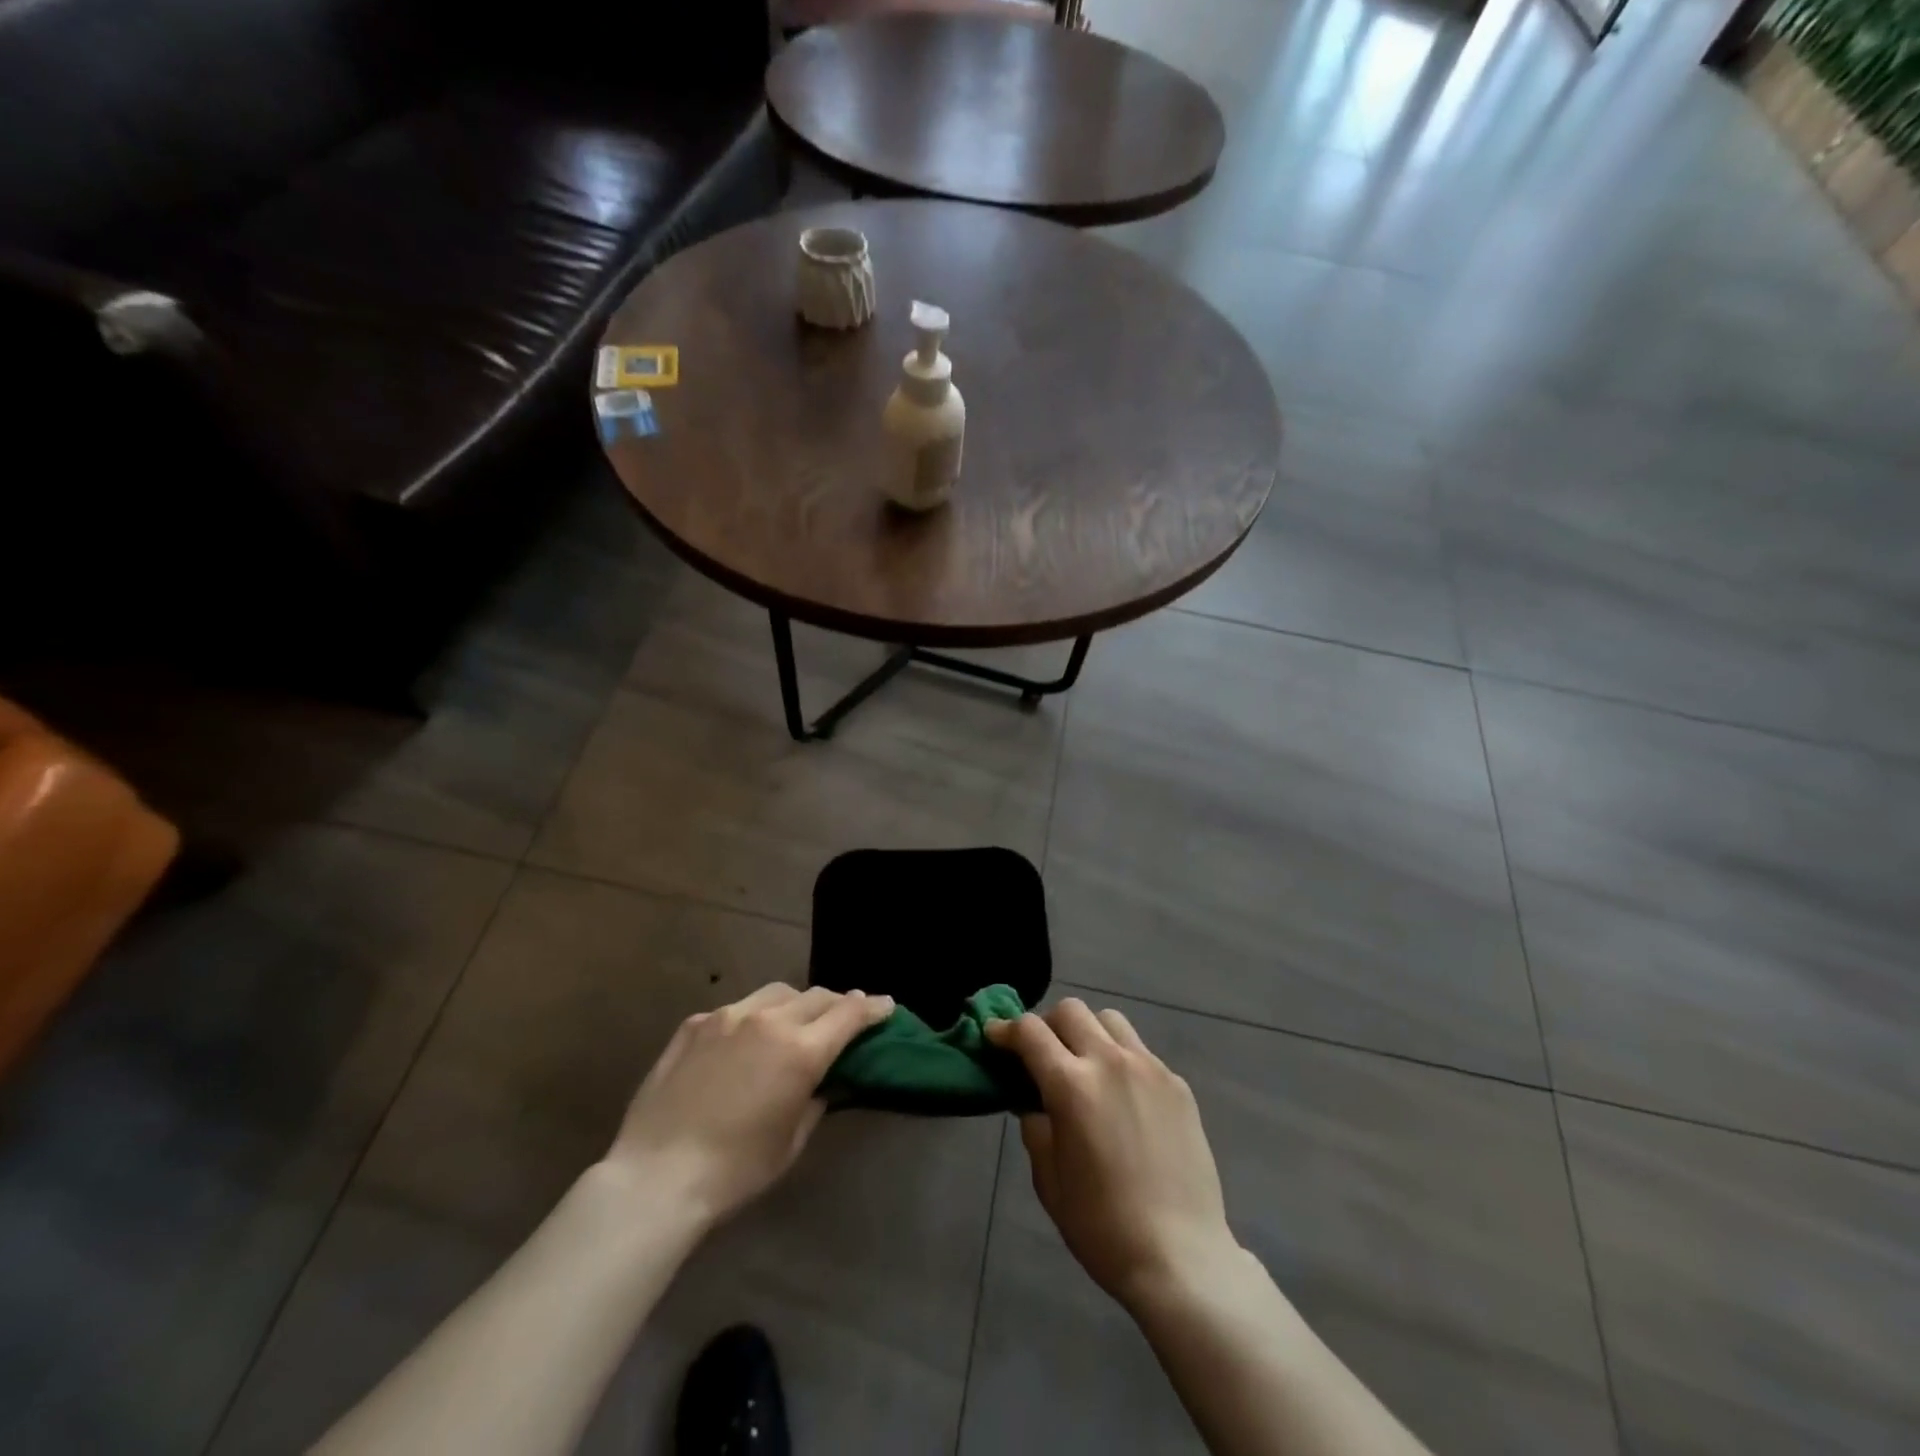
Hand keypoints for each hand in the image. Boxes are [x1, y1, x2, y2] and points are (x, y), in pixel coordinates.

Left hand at [604, 982, 893, 1225]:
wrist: (656, 1176)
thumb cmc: (735, 1171)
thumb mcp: (791, 1142)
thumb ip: (815, 1100)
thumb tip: (822, 1080)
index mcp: (801, 1051)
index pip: (849, 1014)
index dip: (873, 1007)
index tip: (886, 1005)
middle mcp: (769, 1020)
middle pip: (817, 996)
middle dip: (837, 1004)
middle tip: (845, 1016)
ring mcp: (727, 1016)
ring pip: (776, 993)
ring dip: (796, 1003)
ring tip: (794, 1022)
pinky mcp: (695, 1024)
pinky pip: (736, 1009)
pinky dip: (752, 1018)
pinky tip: (744, 1041)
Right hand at [987, 999, 1241, 1309]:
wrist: (1181, 1256)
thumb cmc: (1102, 1226)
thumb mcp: (1049, 1180)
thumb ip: (1036, 1128)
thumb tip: (1035, 1102)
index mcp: (1071, 1086)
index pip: (1030, 1032)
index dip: (1006, 1029)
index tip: (996, 1037)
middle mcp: (1110, 1062)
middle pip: (1071, 1010)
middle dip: (1047, 1024)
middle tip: (1043, 1055)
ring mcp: (1149, 1068)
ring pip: (1110, 1020)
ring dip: (1088, 1032)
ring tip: (1086, 1065)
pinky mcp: (1177, 1084)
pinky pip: (1140, 1051)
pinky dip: (1121, 1058)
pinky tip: (1123, 1096)